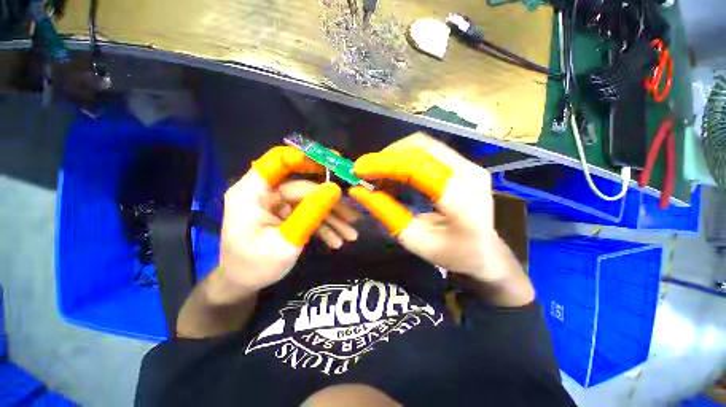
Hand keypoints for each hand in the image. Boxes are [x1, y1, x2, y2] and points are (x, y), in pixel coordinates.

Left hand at [215, 146, 341, 301]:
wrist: (243, 285)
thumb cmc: (256, 267)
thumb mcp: (287, 242)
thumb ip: (310, 213)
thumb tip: (335, 189)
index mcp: (252, 193)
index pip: (279, 161)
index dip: (306, 158)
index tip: (335, 164)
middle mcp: (265, 193)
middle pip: (304, 188)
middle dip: (330, 204)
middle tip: (353, 218)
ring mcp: (277, 204)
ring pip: (311, 202)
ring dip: (332, 218)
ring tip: (350, 235)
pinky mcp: (286, 214)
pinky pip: (308, 214)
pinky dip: (323, 226)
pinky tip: (337, 240)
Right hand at [349, 133, 527, 290]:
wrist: (485, 252)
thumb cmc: (451, 253)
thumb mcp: (413, 239)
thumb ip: (386, 213)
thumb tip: (358, 191)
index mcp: (460, 200)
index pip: (418, 168)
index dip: (384, 164)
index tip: (359, 169)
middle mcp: (470, 174)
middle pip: (421, 147)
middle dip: (387, 156)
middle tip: (366, 171)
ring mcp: (471, 166)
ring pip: (424, 145)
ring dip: (396, 155)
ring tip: (379, 175)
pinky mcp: (466, 164)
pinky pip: (430, 151)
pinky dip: (406, 159)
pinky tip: (395, 175)